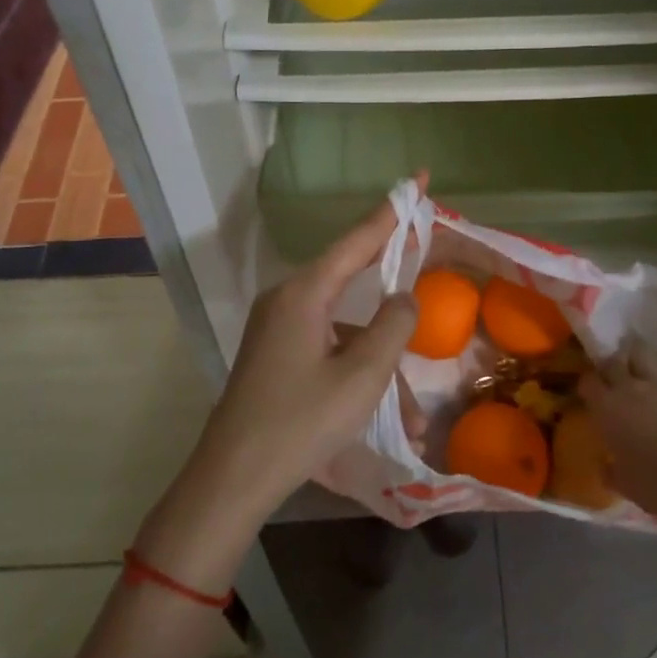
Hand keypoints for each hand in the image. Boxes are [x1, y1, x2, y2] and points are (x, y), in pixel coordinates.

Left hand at [201, 188, 422, 513]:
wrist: (231, 480)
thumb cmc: (300, 423)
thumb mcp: (362, 376)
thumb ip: (393, 326)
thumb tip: (405, 298)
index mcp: (305, 292)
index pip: (359, 237)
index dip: (393, 209)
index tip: (418, 177)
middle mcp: (289, 299)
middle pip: (352, 276)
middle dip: (392, 284)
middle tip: (425, 251)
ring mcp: (280, 328)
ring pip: (346, 329)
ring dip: (381, 364)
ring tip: (413, 418)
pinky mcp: (277, 355)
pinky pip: (329, 350)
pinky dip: (357, 374)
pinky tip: (384, 422)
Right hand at [579, 336, 656, 518]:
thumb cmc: (648, 482)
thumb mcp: (619, 478)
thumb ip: (608, 467)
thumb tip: (605, 466)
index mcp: (605, 406)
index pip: (587, 380)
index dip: (589, 385)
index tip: (592, 394)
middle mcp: (628, 386)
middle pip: (612, 360)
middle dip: (612, 367)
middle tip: (616, 379)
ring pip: (641, 350)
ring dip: (638, 357)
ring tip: (640, 367)